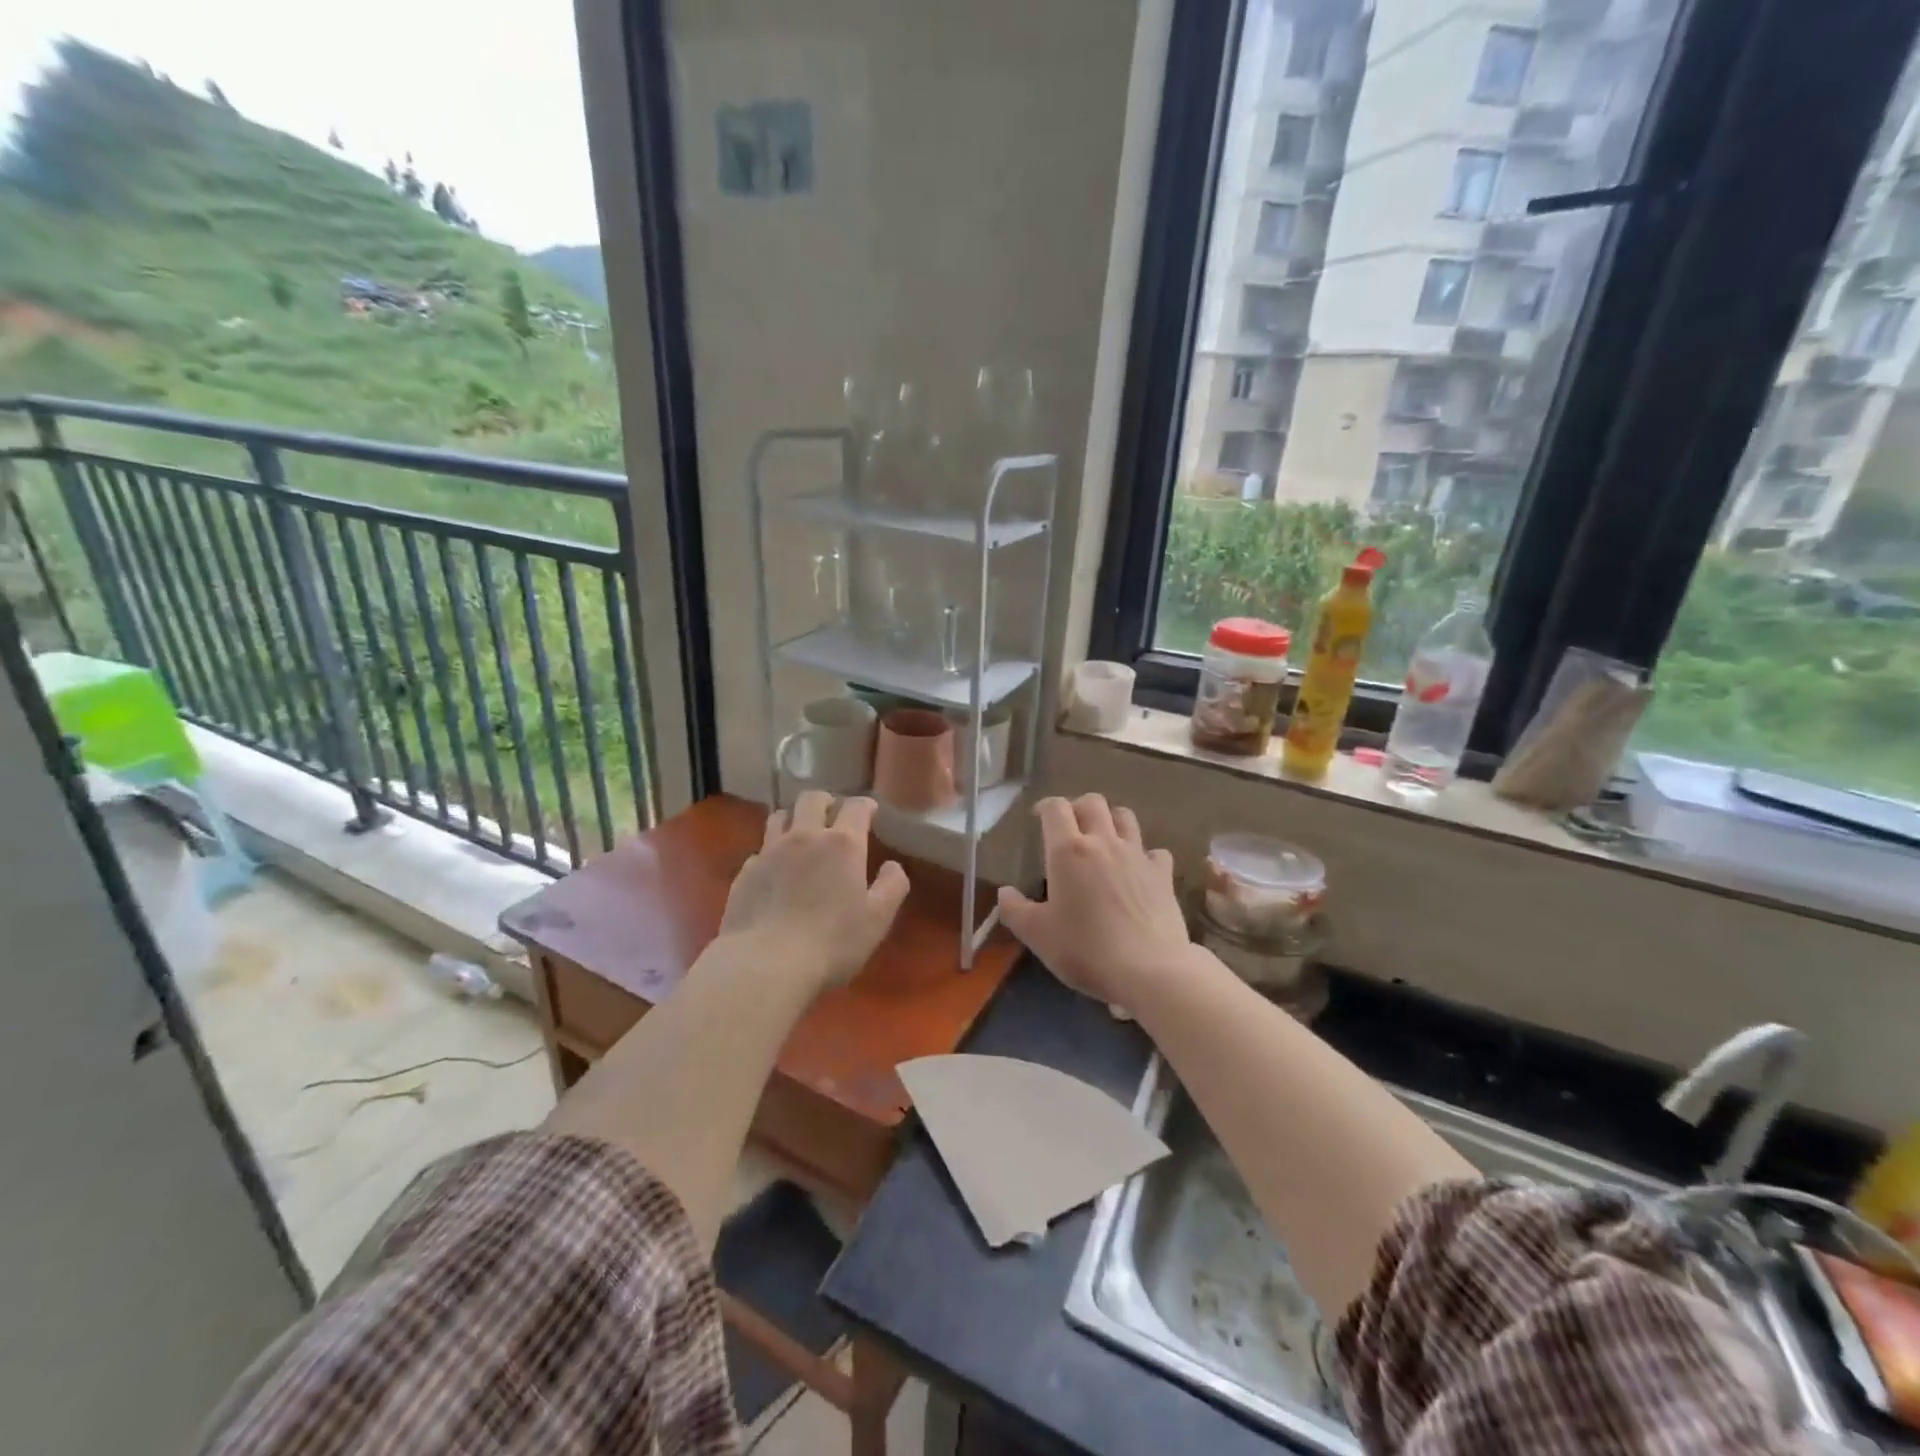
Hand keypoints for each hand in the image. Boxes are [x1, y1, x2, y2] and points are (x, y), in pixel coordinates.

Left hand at [718, 793, 909, 990]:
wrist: (765, 964)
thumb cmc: (831, 942)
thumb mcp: (877, 920)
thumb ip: (892, 887)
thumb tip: (893, 866)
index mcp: (842, 844)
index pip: (855, 807)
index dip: (865, 805)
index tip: (870, 811)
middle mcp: (804, 836)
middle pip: (812, 799)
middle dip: (826, 801)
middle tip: (833, 815)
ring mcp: (769, 851)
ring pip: (780, 816)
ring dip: (794, 818)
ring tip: (801, 833)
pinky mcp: (745, 872)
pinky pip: (760, 849)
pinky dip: (772, 851)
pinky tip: (776, 870)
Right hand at [997, 794, 1193, 1008]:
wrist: (1149, 970)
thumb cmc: (1085, 949)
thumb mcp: (1037, 935)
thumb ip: (1015, 910)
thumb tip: (1004, 893)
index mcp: (1068, 851)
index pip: (1056, 808)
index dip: (1045, 806)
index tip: (1038, 818)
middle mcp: (1104, 842)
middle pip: (1093, 802)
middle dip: (1078, 808)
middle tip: (1069, 828)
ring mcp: (1137, 856)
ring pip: (1125, 816)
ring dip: (1111, 820)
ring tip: (1103, 840)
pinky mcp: (1163, 874)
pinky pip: (1155, 851)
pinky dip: (1144, 855)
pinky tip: (1138, 871)